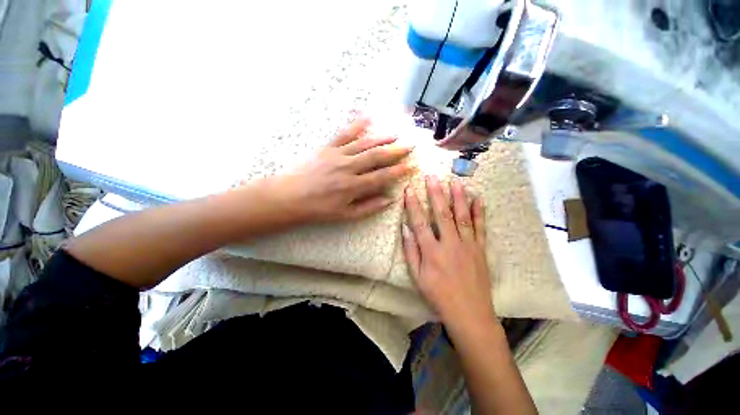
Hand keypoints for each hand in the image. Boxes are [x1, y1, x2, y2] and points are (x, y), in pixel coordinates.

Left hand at [270, 118, 413, 222]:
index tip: (410, 166)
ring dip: (381, 138)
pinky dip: (356, 125)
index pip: (382, 176)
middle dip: (395, 151)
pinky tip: (367, 118)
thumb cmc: (319, 209)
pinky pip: (344, 134)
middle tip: (410, 145)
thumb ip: (369, 207)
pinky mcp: (327, 148)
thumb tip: (389, 199)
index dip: (398, 171)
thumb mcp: (345, 215)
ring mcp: (337, 155)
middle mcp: (348, 168)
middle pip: (376, 157)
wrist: (290, 196)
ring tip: (396, 134)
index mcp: (353, 186)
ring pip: (364, 144)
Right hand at [402, 176, 493, 329]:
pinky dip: (479, 211)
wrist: (470, 314)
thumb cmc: (439, 296)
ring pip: (462, 216)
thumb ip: (411, 252)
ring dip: (458, 197)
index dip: (413, 204)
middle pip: (441, 213)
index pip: (419, 222)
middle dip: (435, 193)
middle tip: (432, 177)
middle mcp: (450, 244)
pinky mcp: (481, 249)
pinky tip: (478, 198)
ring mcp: (468, 245)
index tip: (409, 189)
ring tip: (455, 181)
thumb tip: (405, 229)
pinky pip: (480, 227)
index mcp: (432, 251)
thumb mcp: (417, 277)